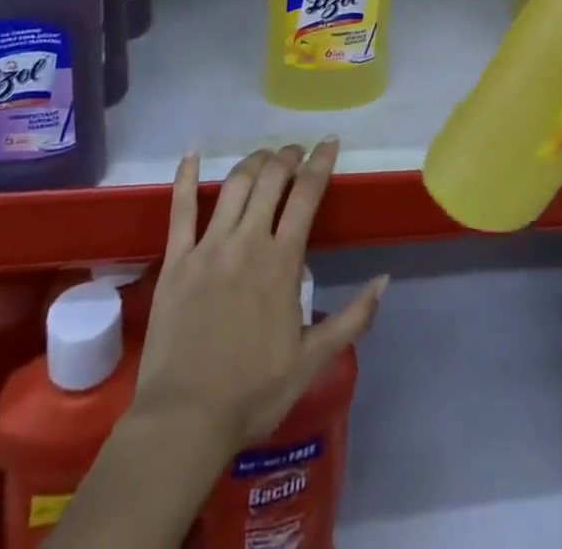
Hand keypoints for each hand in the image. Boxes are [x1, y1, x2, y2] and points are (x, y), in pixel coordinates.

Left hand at [132, 140, 388, 452]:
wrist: (185, 420)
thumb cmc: (253, 392)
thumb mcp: (312, 360)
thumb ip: (353, 318)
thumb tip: (385, 279)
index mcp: (281, 262)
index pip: (306, 196)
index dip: (320, 163)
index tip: (329, 142)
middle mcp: (247, 241)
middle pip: (270, 180)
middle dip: (287, 157)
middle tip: (295, 152)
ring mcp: (208, 247)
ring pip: (234, 185)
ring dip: (253, 162)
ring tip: (264, 157)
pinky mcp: (176, 260)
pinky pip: (180, 208)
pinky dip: (185, 176)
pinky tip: (192, 152)